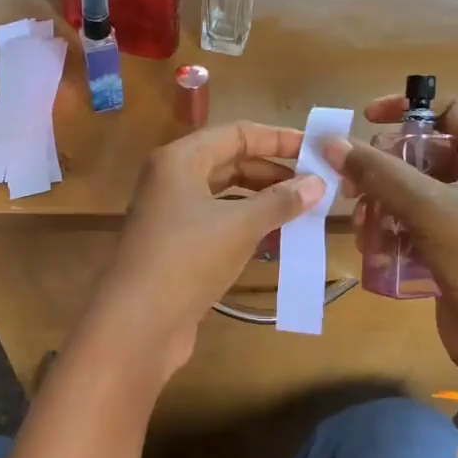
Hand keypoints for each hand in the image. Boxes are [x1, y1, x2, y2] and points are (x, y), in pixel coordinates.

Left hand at [88, 122, 321, 376]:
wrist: (138, 323)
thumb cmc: (188, 259)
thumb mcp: (240, 225)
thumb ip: (280, 201)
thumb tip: (319, 183)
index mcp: (180, 160)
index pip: (236, 134)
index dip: (277, 139)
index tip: (315, 150)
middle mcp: (172, 181)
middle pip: (230, 164)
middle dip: (273, 174)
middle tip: (315, 186)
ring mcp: (171, 216)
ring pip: (226, 198)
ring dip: (263, 203)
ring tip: (304, 213)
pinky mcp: (177, 248)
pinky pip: (219, 226)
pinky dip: (247, 229)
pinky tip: (277, 241)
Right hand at [323, 96, 457, 394]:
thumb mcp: (429, 208)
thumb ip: (379, 173)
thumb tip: (331, 141)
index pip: (447, 113)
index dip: (408, 110)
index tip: (365, 120)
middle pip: (419, 156)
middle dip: (381, 167)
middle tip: (351, 185)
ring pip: (408, 195)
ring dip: (378, 204)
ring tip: (359, 224)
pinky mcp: (445, 252)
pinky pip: (408, 229)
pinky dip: (387, 233)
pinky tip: (369, 247)